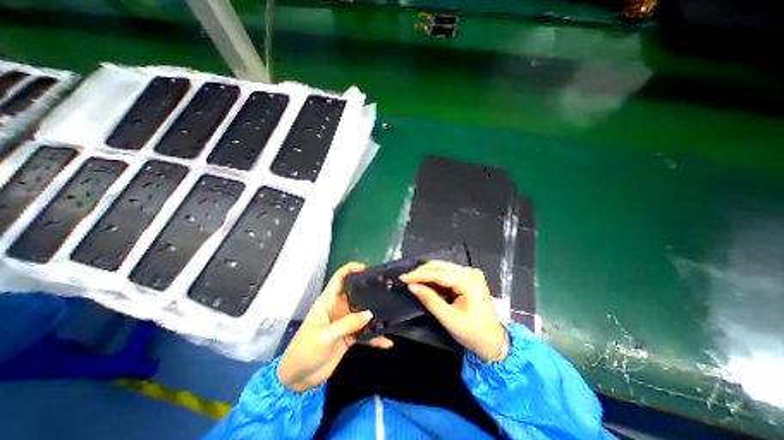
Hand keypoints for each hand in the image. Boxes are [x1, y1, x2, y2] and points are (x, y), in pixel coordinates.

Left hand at [279, 262, 394, 391]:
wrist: (298, 379)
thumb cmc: (305, 351)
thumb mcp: (324, 337)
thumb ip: (347, 324)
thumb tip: (370, 314)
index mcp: (328, 301)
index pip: (339, 278)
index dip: (351, 269)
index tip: (366, 268)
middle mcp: (339, 308)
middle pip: (356, 292)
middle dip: (369, 289)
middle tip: (387, 288)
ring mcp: (345, 322)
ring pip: (363, 312)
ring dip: (375, 313)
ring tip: (392, 311)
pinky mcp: (350, 336)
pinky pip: (365, 333)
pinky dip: (375, 337)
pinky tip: (387, 342)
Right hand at [401, 262, 505, 359]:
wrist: (492, 340)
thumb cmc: (472, 332)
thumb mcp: (448, 318)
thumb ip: (430, 300)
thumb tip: (412, 286)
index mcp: (469, 282)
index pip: (439, 274)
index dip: (419, 275)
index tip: (403, 277)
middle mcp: (470, 272)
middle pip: (441, 266)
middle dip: (422, 272)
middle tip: (405, 278)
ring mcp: (470, 273)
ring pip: (442, 268)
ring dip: (427, 273)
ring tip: (412, 279)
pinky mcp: (467, 277)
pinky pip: (447, 273)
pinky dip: (434, 277)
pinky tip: (424, 281)